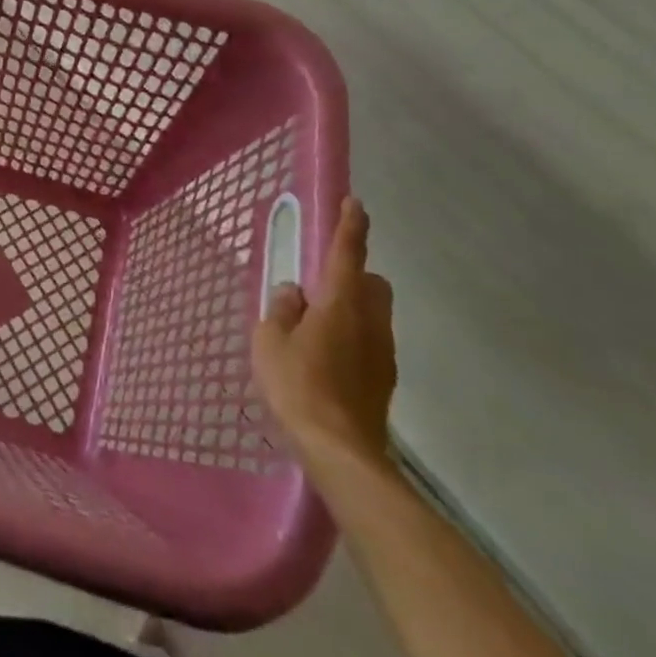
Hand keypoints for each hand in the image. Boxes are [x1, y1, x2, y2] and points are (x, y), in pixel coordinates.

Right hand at [251, 196, 396, 467]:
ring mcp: (382, 353)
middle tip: (320, 288)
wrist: (341, 452)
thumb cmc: (299, 386)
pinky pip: (370, 343)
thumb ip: (281, 309)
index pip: (348, 254)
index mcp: (340, 303)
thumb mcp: (271, 341)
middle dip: (354, 276)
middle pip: (372, 284)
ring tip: (316, 330)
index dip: (351, 226)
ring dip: (352, 310)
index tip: (355, 204)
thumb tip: (293, 293)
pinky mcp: (384, 381)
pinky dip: (353, 339)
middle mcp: (369, 322)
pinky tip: (326, 362)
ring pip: (373, 314)